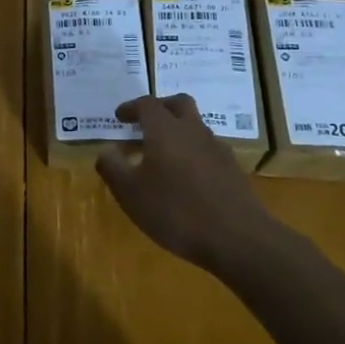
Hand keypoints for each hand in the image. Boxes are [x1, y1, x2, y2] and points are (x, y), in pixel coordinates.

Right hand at [96, 95, 274, 272]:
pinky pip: (207, 149)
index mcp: (165, 130)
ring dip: (177, 132)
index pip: (146, 105)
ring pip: (195, 127)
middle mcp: (193, 131)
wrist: (237, 238)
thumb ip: (112, 166)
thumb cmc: (175, 211)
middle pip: (178, 105)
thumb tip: (107, 150)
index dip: (130, 107)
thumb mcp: (130, 192)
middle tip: (144, 123)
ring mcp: (217, 149)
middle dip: (160, 108)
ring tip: (161, 156)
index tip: (119, 117)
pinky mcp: (232, 170)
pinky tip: (184, 178)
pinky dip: (192, 153)